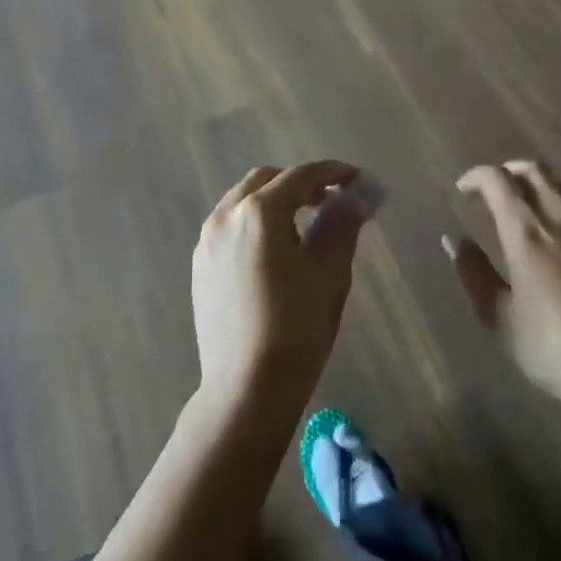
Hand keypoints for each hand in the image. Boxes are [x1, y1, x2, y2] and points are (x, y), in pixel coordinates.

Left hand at [192, 161, 366, 410]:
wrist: (246, 389)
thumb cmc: (296, 328)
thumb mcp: (330, 272)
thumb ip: (343, 222)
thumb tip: (360, 193)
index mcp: (259, 212)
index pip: (301, 176)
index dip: (333, 172)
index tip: (358, 178)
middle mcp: (226, 216)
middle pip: (266, 180)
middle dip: (300, 183)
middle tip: (331, 201)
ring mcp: (207, 241)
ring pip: (243, 200)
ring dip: (275, 200)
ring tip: (305, 224)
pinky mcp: (200, 265)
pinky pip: (229, 225)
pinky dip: (254, 221)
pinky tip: (274, 250)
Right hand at [450, 159, 560, 408]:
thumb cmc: (556, 348)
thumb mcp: (501, 319)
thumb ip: (474, 274)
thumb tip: (454, 240)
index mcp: (526, 230)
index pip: (496, 179)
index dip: (475, 176)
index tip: (464, 189)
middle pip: (533, 169)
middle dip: (509, 172)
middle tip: (496, 191)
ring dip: (541, 186)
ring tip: (532, 209)